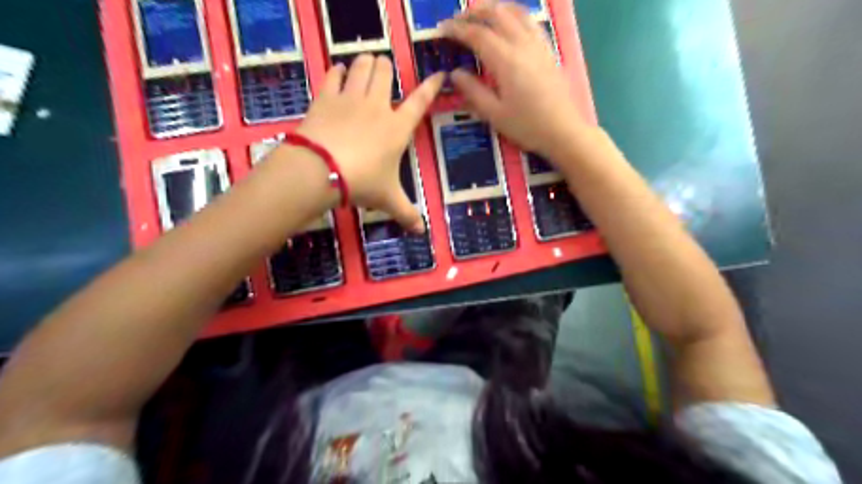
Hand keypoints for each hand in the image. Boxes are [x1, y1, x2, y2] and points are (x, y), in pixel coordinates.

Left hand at [296, 55, 443, 232]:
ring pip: (362, 66)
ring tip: (365, 65)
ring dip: (365, 63)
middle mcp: (377, 106)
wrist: (321, 170)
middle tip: (384, 73)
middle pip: (385, 73)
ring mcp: (350, 98)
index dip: (431, 86)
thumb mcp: (388, 200)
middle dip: (386, 68)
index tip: (439, 74)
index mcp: (398, 127)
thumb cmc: (362, 182)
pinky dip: (337, 70)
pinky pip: (333, 74)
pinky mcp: (326, 97)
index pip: (420, 101)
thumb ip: (406, 213)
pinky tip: (339, 71)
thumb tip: (421, 232)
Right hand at [440, 2, 590, 157]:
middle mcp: (522, 44)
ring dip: (494, 8)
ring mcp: (538, 44)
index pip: (477, 34)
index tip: (442, 29)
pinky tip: (509, 23)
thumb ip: (472, 91)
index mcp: (505, 60)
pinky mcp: (548, 49)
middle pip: (496, 13)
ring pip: (515, 11)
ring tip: (480, 16)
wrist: (563, 131)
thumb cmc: (527, 126)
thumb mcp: (494, 114)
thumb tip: (454, 73)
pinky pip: (529, 21)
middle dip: (473, 12)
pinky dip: (514, 14)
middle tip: (457, 20)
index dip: (457, 29)